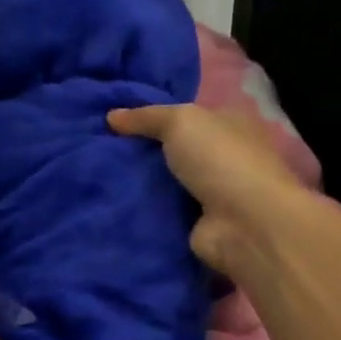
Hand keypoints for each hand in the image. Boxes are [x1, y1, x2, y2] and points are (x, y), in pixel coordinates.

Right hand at [108, 103, 309, 277]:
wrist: (244, 224)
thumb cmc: (220, 160)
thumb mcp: (181, 122)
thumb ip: (146, 117)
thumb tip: (111, 115)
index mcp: (228, 124)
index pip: (187, 115)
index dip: (154, 115)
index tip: (114, 120)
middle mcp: (222, 157)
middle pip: (173, 150)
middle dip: (141, 150)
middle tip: (98, 148)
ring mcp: (211, 193)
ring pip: (165, 182)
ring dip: (138, 183)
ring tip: (97, 176)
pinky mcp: (197, 224)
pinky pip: (161, 212)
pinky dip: (142, 211)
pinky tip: (111, 204)